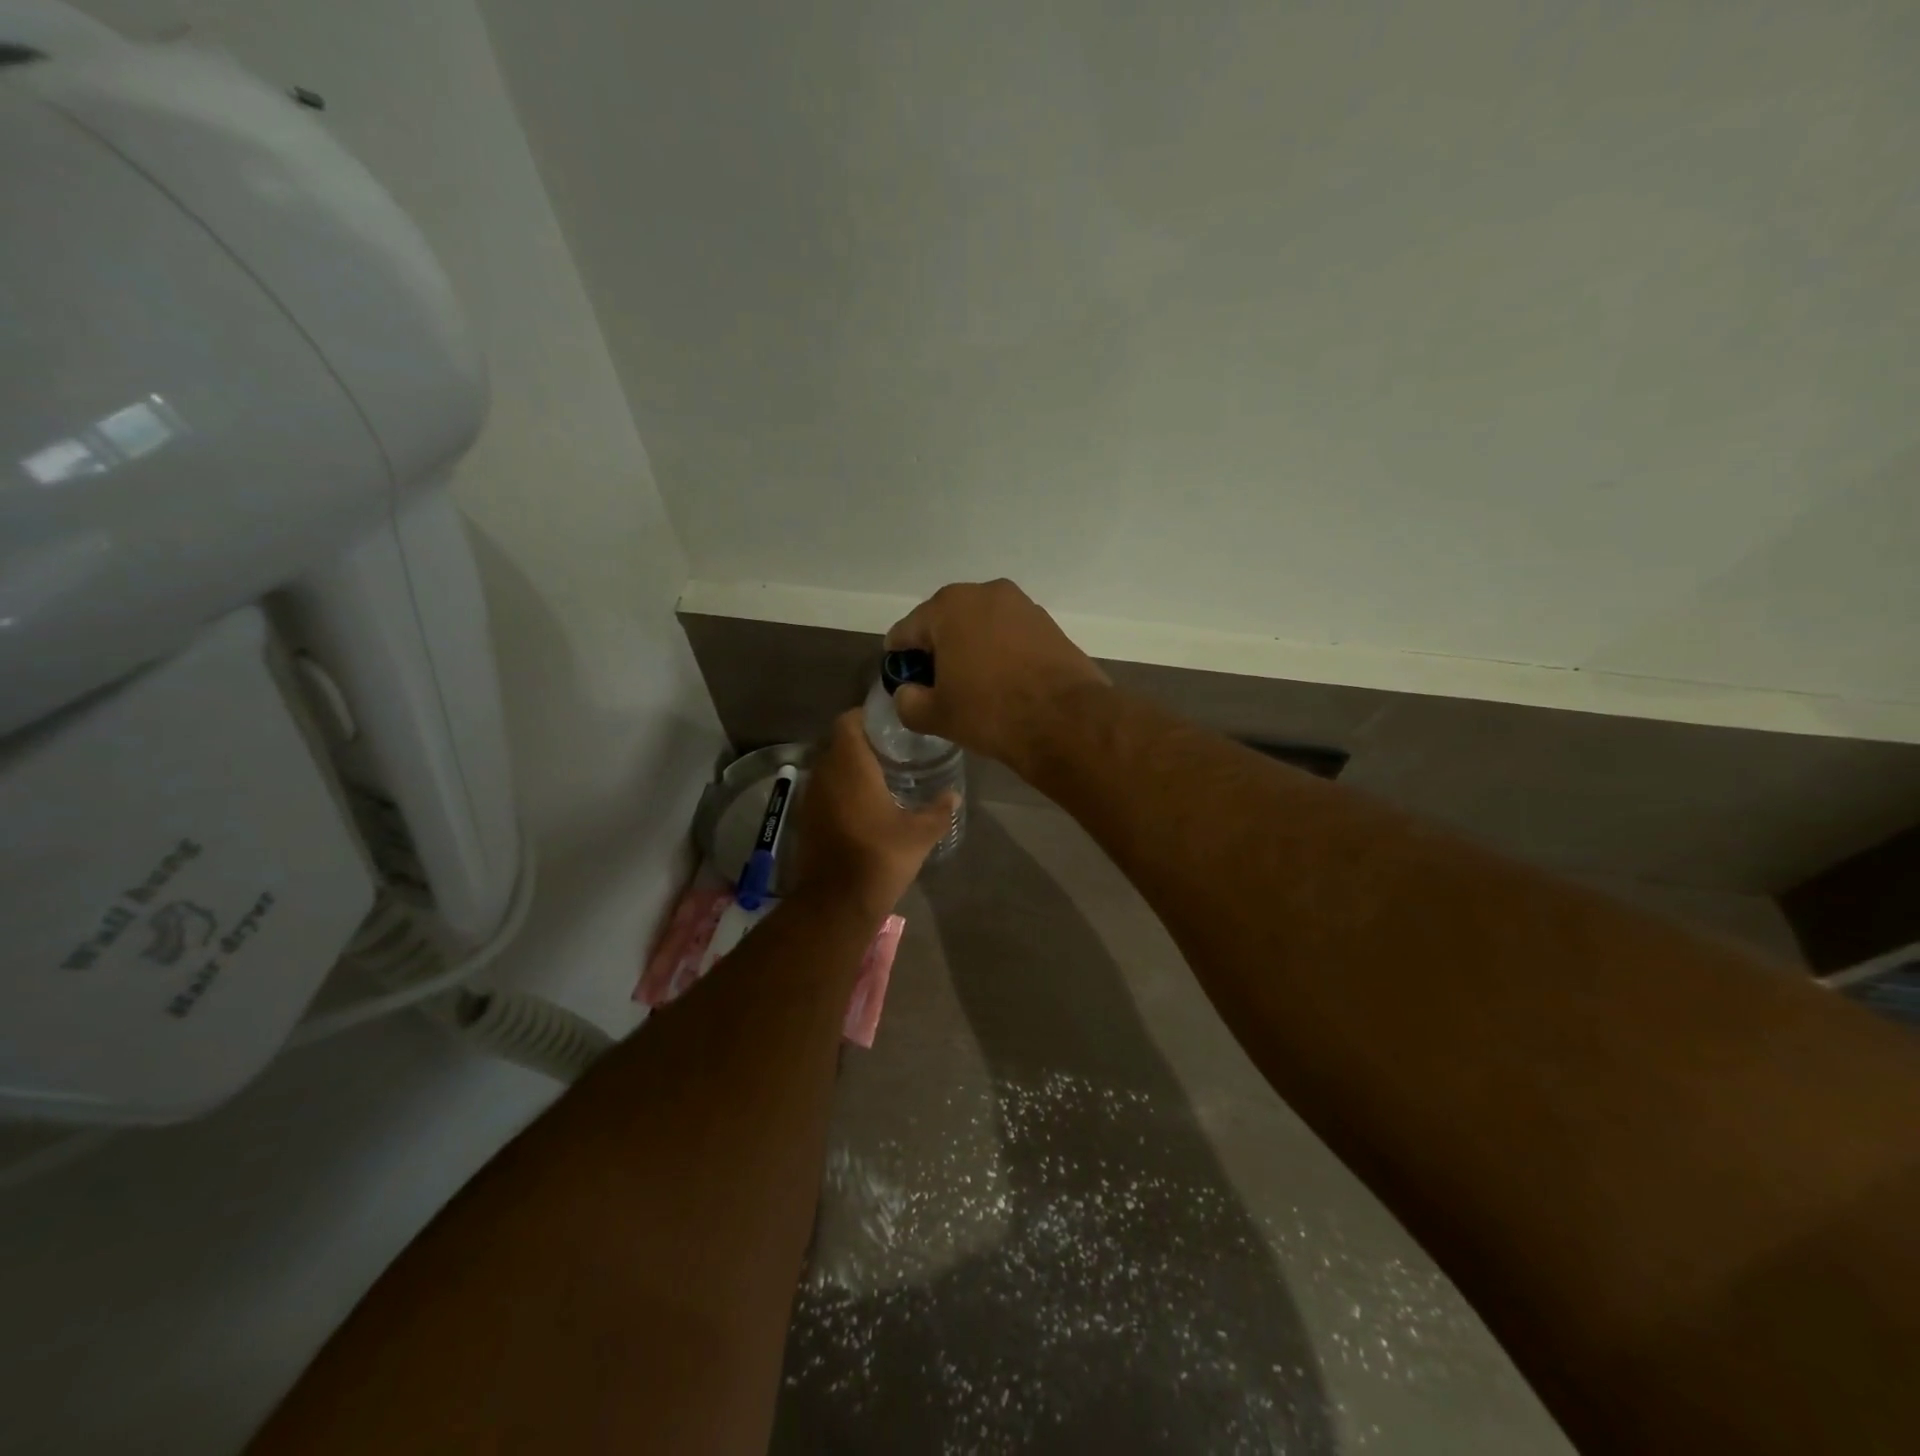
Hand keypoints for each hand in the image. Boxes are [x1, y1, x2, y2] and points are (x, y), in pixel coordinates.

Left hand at [791, 710, 956, 920]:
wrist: (836, 901)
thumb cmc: (880, 856)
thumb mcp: (920, 834)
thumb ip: (939, 810)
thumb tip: (954, 796)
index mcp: (850, 765)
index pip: (848, 721)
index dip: (866, 717)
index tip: (889, 725)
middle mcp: (824, 773)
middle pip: (838, 743)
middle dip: (862, 743)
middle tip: (893, 750)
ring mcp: (811, 797)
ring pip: (829, 768)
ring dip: (849, 768)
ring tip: (881, 776)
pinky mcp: (806, 819)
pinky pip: (824, 791)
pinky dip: (840, 790)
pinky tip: (864, 805)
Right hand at [884, 579, 1107, 772]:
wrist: (1067, 720)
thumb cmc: (991, 711)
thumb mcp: (937, 715)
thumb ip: (908, 702)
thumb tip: (908, 694)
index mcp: (948, 607)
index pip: (905, 632)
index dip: (899, 660)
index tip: (904, 684)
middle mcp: (985, 593)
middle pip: (944, 623)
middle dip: (937, 651)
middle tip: (938, 687)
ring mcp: (1021, 605)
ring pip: (980, 626)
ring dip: (970, 649)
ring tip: (973, 686)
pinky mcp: (1048, 624)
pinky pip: (1009, 635)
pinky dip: (1000, 652)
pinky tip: (1004, 682)